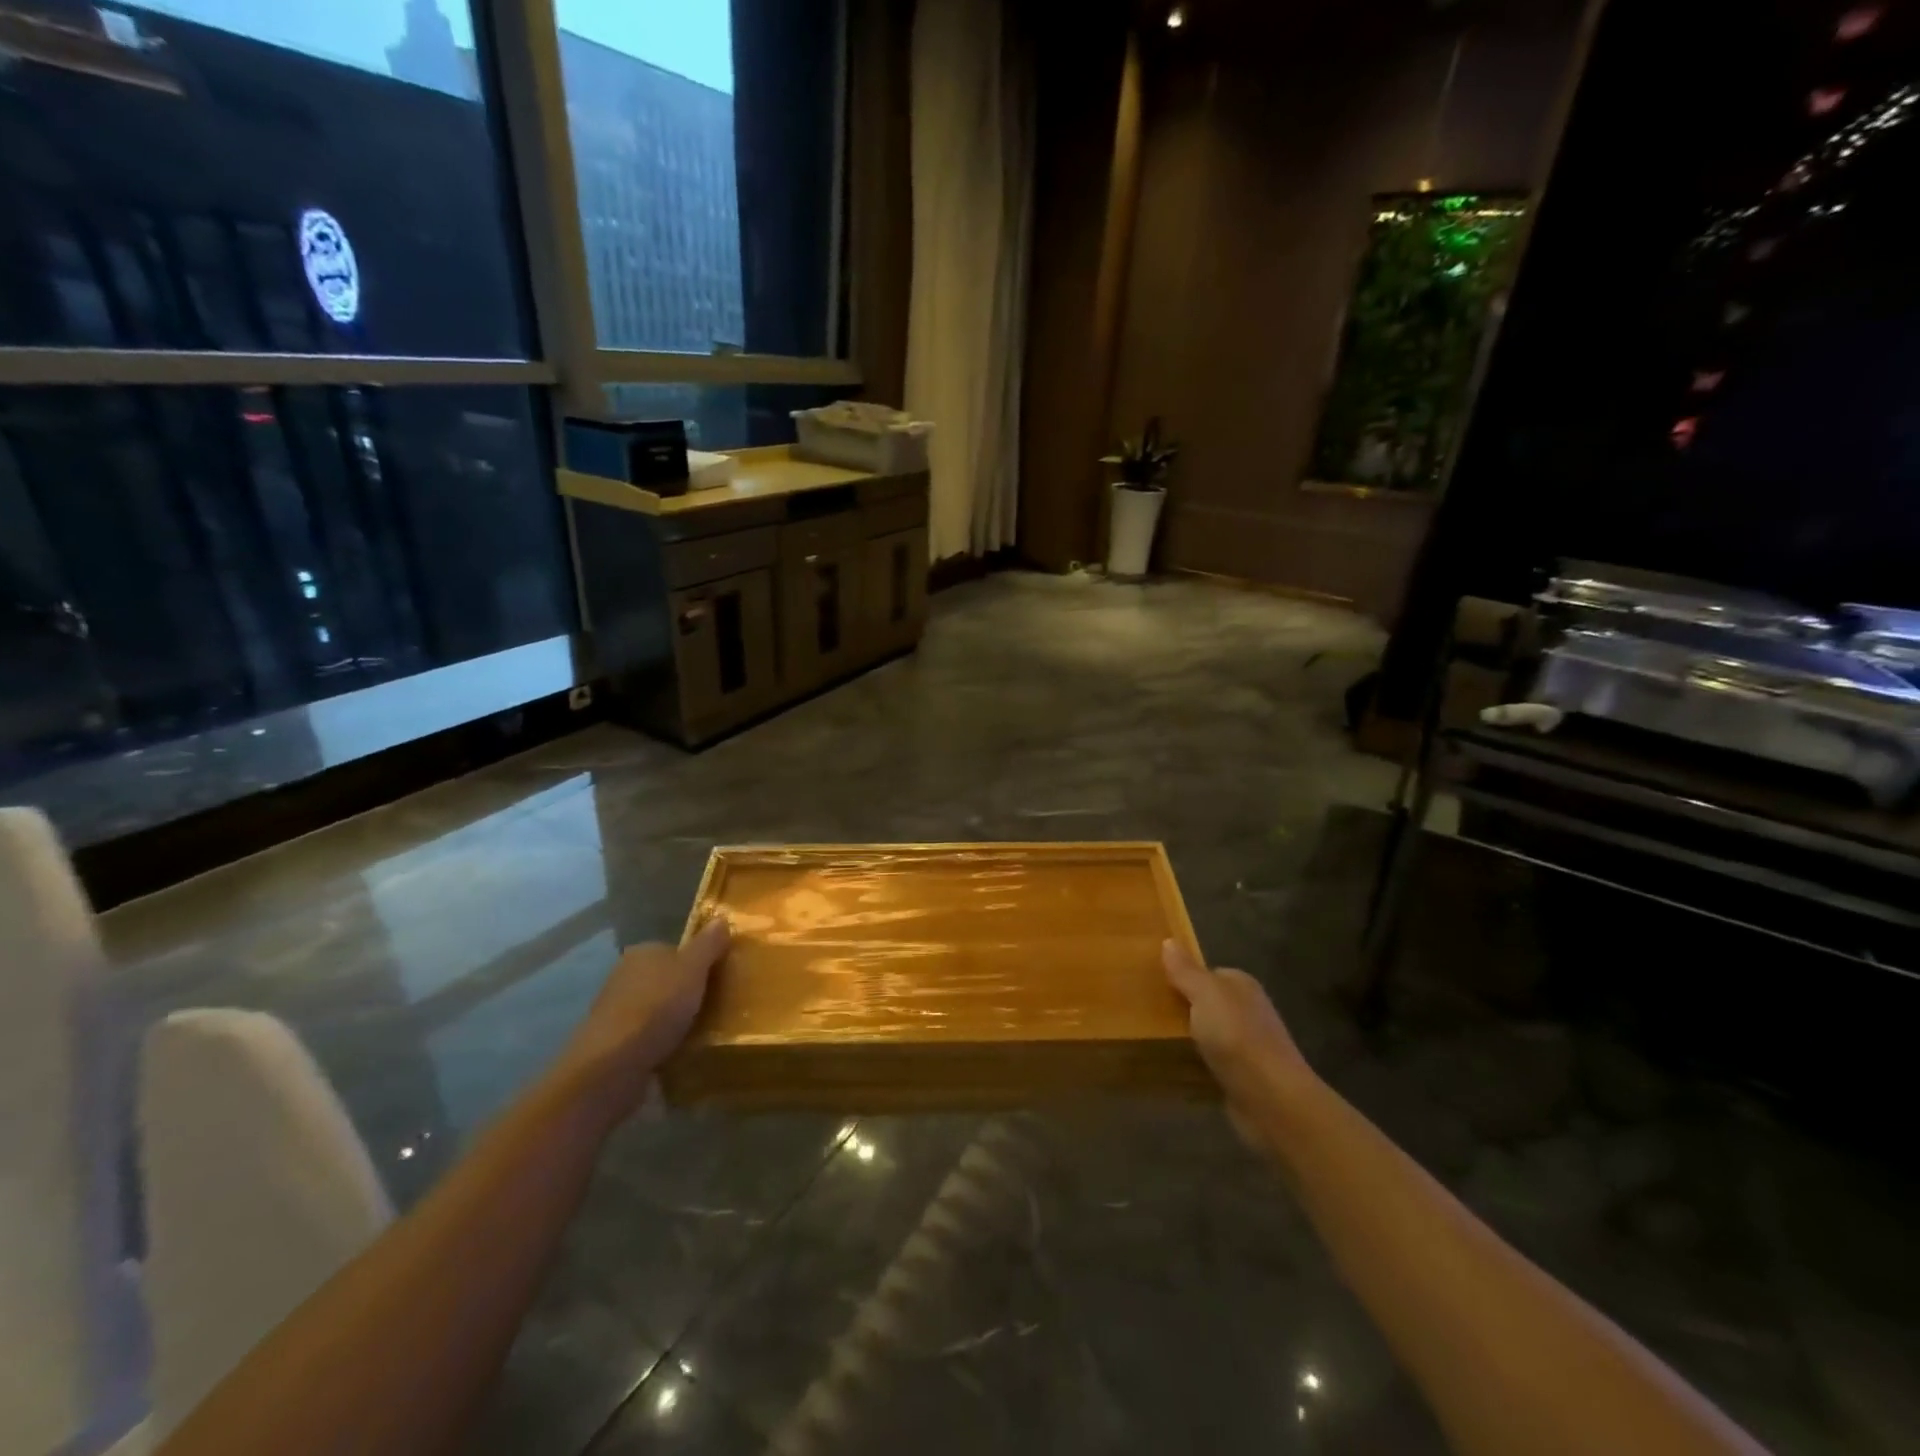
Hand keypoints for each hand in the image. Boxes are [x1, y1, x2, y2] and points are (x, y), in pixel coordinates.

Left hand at [556, 919, 731, 1121]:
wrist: (611, 1066)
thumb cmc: (656, 1008)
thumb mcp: (693, 969)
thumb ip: (708, 944)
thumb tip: (721, 918)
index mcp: (643, 952)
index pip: (677, 950)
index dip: (701, 963)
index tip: (721, 979)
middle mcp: (625, 975)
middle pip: (668, 978)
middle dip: (688, 991)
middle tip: (718, 1006)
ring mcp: (617, 1010)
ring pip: (658, 1008)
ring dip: (676, 1019)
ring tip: (704, 1032)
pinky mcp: (615, 1043)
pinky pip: (648, 1035)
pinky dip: (663, 1041)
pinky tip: (679, 1052)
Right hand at [1163, 939, 1323, 1157]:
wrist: (1272, 1100)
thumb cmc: (1237, 1037)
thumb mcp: (1206, 995)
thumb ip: (1186, 971)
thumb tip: (1169, 941)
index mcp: (1242, 985)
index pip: (1208, 973)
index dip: (1182, 976)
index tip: (1153, 984)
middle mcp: (1247, 1011)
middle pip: (1207, 1003)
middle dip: (1181, 1007)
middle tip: (1146, 1012)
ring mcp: (1246, 1046)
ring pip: (1207, 1034)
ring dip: (1186, 1038)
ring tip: (1151, 1038)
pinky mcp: (1241, 1077)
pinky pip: (1210, 1063)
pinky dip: (1194, 1064)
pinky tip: (1173, 1067)